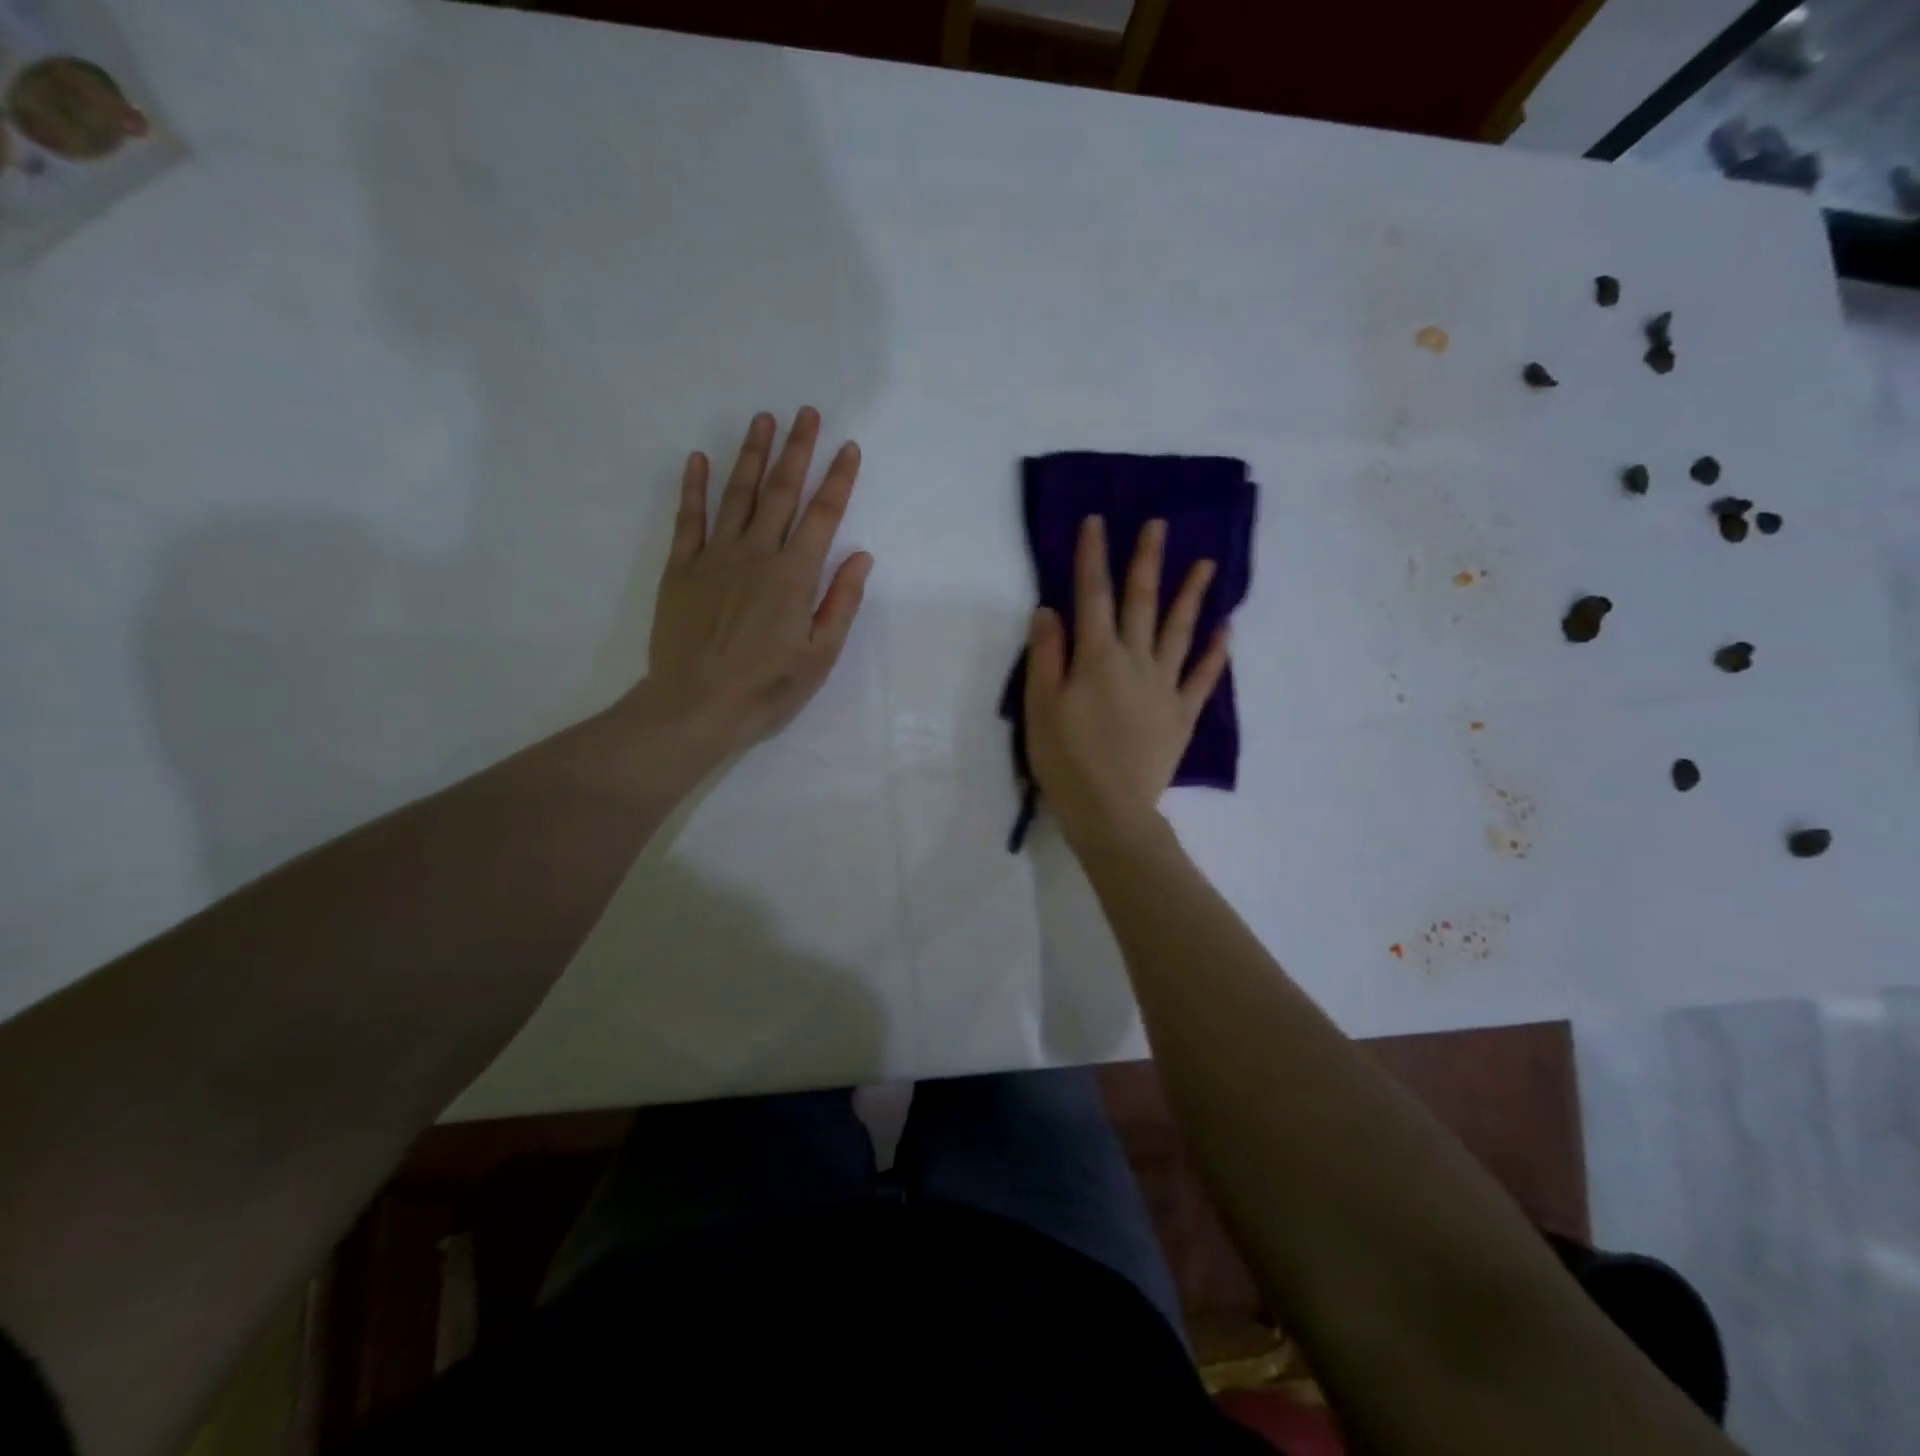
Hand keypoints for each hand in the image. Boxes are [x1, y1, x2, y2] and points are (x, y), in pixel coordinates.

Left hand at [640, 408, 871, 755]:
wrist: (696, 705)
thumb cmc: (766, 687)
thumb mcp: (819, 655)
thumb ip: (841, 602)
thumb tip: (861, 556)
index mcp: (794, 576)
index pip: (823, 516)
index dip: (838, 480)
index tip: (848, 447)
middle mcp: (756, 554)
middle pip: (781, 492)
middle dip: (798, 450)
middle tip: (807, 413)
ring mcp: (715, 557)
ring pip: (737, 494)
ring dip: (752, 455)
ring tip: (764, 420)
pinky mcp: (682, 568)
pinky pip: (688, 518)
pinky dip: (694, 486)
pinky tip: (699, 458)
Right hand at [1024, 515, 1228, 850]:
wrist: (1110, 810)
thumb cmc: (1065, 759)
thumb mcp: (1040, 707)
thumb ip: (1046, 655)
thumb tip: (1050, 609)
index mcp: (1096, 658)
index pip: (1092, 596)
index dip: (1093, 557)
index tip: (1098, 522)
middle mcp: (1135, 661)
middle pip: (1142, 603)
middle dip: (1147, 561)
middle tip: (1158, 525)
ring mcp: (1164, 687)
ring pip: (1180, 631)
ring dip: (1192, 595)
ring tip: (1207, 564)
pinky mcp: (1182, 714)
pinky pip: (1203, 677)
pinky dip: (1216, 651)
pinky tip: (1226, 628)